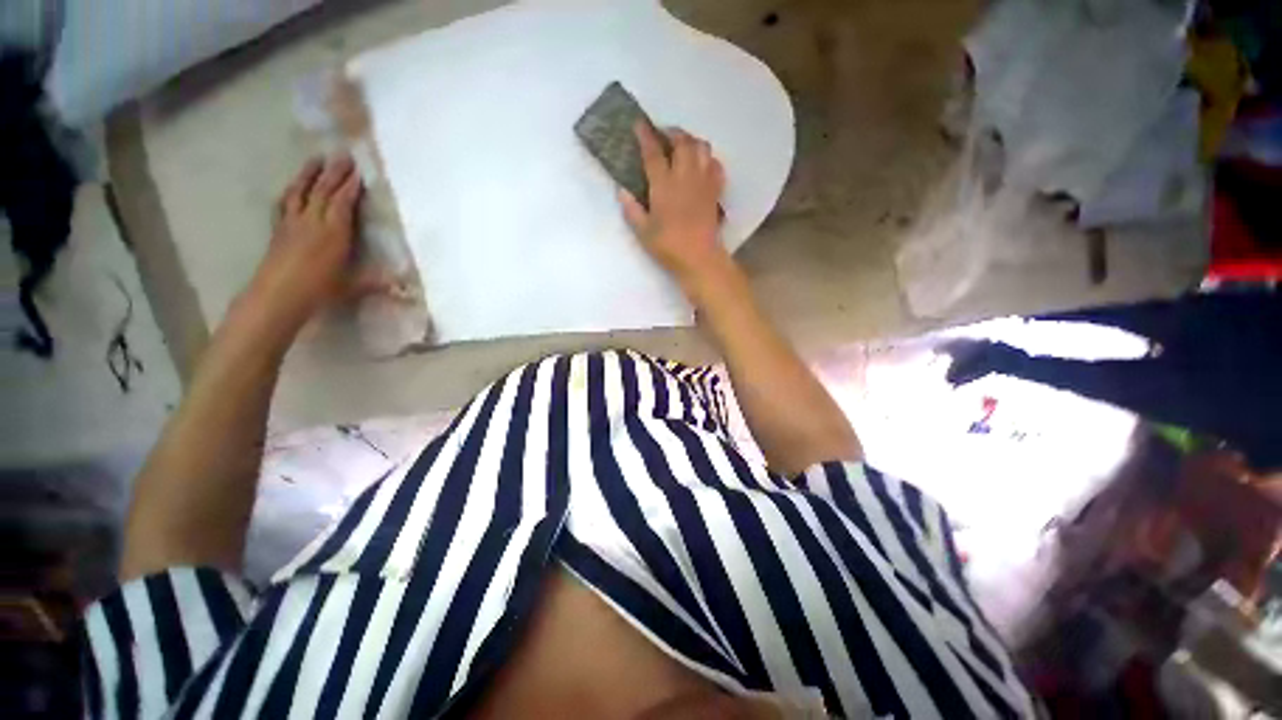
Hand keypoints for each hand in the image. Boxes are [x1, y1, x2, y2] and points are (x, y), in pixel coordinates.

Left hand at [240, 155, 362, 336]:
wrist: (278, 295)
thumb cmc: (320, 290)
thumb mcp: (354, 286)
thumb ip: (380, 283)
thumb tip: (409, 289)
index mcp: (334, 233)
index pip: (343, 203)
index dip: (351, 187)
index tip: (358, 172)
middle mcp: (313, 221)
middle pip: (323, 191)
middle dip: (334, 173)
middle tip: (342, 155)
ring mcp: (293, 223)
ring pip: (301, 192)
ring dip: (309, 174)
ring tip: (316, 159)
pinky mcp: (279, 229)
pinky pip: (284, 204)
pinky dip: (291, 192)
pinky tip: (292, 187)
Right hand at [619, 123, 727, 287]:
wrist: (699, 258)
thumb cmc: (668, 246)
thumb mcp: (643, 232)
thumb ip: (631, 210)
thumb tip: (622, 190)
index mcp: (663, 185)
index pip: (653, 152)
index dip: (645, 135)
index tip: (640, 123)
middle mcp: (685, 176)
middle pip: (682, 142)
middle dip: (672, 132)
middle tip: (663, 135)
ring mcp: (704, 182)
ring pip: (702, 148)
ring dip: (691, 141)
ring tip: (683, 146)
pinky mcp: (715, 191)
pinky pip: (716, 165)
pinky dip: (708, 159)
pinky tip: (702, 165)